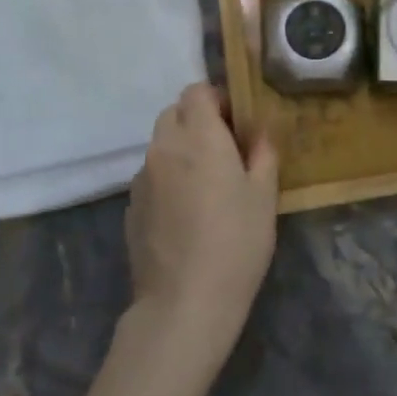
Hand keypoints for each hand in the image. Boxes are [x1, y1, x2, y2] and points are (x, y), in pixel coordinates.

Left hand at [125, 84, 278, 362]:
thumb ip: (262, 153)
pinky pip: (152, 175)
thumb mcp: (264, 195)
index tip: (237, 123)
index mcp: (198, 136)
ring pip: (161, 144)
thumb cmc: (236, 242)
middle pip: (174, 113)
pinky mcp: (132, 206)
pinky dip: (168, 178)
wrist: (184, 303)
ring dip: (182, 149)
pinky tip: (187, 212)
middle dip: (198, 120)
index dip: (218, 98)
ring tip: (207, 184)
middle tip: (225, 149)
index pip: (197, 91)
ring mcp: (142, 178)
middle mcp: (164, 147)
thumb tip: (258, 132)